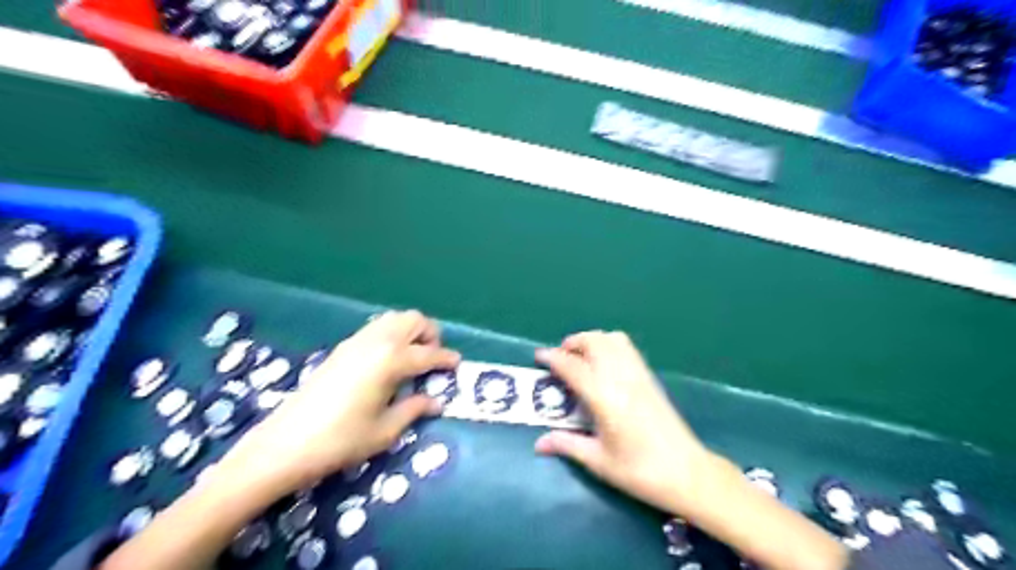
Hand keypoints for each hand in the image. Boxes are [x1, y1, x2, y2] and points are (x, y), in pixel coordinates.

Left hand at [222, 311, 463, 493]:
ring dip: (410, 331)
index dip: (447, 359)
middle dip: (430, 335)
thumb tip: (435, 401)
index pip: (429, 353)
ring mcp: (357, 341)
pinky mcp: (342, 347)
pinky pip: (376, 328)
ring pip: (394, 318)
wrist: (286, 444)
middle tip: (433, 359)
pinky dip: (391, 334)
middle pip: (414, 320)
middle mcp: (377, 342)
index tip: (458, 365)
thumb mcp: (385, 430)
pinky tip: (387, 361)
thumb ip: (414, 409)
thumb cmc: (341, 440)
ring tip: (412, 358)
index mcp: (391, 361)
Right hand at [535, 330, 707, 516]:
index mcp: (604, 397)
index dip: (552, 358)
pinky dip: (610, 344)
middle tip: (560, 358)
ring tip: (581, 357)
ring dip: (592, 340)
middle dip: (572, 343)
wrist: (687, 472)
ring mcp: (638, 374)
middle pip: (594, 342)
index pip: (572, 366)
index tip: (538, 357)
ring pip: (612, 339)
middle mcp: (621, 377)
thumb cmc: (639, 471)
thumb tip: (538, 444)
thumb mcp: (598, 461)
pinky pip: (627, 347)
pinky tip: (605, 363)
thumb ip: (567, 445)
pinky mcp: (650, 377)